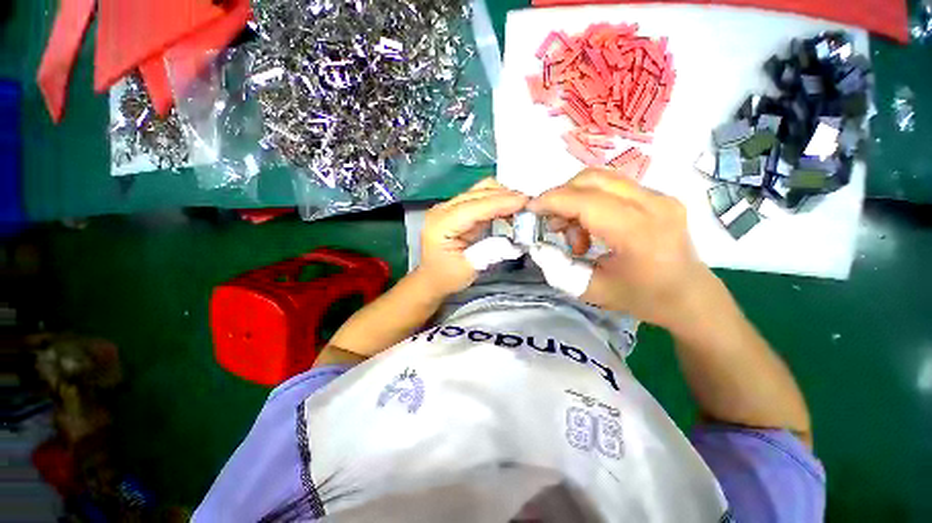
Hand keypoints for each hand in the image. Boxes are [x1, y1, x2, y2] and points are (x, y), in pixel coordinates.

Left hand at [417, 178, 528, 296]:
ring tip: (523, 205)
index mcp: (440, 225)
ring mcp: (449, 207)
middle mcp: (442, 210)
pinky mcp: (458, 209)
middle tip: (530, 203)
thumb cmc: (446, 277)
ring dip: (502, 195)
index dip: (499, 203)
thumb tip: (511, 240)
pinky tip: (510, 207)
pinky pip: (480, 198)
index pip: (472, 208)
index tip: (524, 201)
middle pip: (476, 194)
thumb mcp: (467, 270)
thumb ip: (488, 253)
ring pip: (479, 191)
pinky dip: (497, 200)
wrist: (432, 278)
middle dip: (504, 196)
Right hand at [528, 168, 715, 329]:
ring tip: (574, 233)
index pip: (585, 201)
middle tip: (552, 225)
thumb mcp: (591, 290)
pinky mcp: (658, 196)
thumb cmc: (643, 298)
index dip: (552, 200)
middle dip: (560, 197)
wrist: (689, 296)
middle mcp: (652, 205)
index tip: (530, 209)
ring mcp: (659, 196)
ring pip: (601, 179)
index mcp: (637, 233)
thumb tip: (538, 245)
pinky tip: (592, 228)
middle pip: (591, 179)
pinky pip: (612, 187)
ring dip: (575, 200)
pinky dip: (590, 201)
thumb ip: (558, 267)